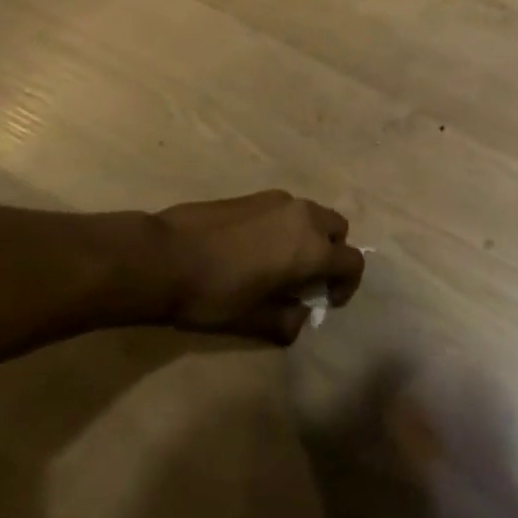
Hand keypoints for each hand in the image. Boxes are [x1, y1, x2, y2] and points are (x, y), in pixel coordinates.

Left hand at [152, 190, 364, 344]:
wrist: (164, 256)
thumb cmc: (214, 294)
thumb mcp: (253, 321)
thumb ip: (287, 322)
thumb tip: (300, 317)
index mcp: (312, 249)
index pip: (353, 261)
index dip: (347, 285)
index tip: (326, 302)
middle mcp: (304, 217)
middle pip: (337, 230)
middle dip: (332, 254)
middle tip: (306, 279)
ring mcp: (279, 201)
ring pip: (312, 215)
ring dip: (309, 238)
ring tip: (279, 264)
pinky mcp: (256, 195)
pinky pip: (287, 210)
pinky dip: (286, 227)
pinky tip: (254, 249)